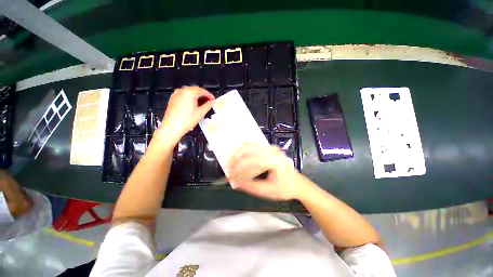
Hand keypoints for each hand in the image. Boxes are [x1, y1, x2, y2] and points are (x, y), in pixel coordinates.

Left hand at [157, 87, 213, 143]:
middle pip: (196, 90)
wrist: (172, 127)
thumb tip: (212, 102)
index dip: (209, 95)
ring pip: (190, 92)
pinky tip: (194, 105)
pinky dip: (190, 98)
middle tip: (209, 102)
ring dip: (197, 97)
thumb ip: (208, 105)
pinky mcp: (173, 99)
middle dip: (203, 95)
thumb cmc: (187, 120)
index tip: (214, 100)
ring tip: (203, 104)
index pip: (202, 91)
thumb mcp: (200, 113)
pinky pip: (184, 95)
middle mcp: (182, 91)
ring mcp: (176, 94)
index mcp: (189, 93)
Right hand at [227, 143, 302, 200]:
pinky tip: (239, 155)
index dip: (238, 169)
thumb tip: (234, 182)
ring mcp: (271, 148)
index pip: (251, 162)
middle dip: (236, 160)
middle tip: (228, 168)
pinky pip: (254, 145)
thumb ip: (250, 186)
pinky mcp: (270, 148)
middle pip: (249, 151)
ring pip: (250, 145)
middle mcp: (272, 151)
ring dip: (238, 153)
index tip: (229, 176)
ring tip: (231, 162)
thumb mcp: (267, 191)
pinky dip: (244, 150)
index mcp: (274, 161)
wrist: (297, 183)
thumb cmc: (284, 189)